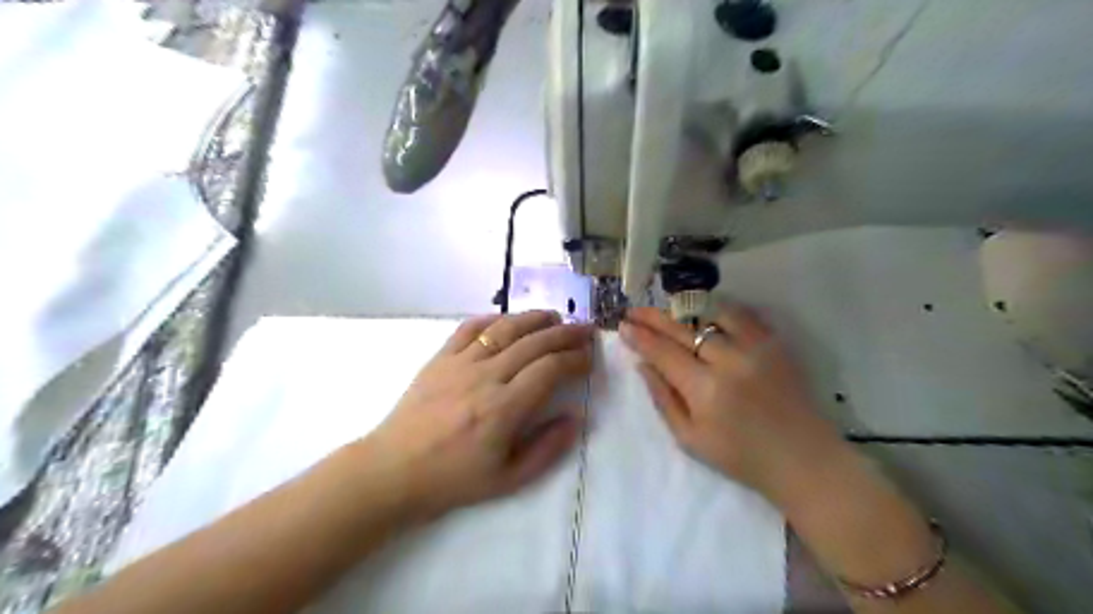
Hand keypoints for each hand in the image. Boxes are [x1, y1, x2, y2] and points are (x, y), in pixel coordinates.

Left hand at [362, 309, 594, 513]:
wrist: (394, 470)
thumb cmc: (453, 479)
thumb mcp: (508, 479)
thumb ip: (548, 448)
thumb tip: (576, 417)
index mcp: (503, 409)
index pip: (550, 370)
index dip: (575, 359)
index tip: (589, 358)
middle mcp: (485, 377)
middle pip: (533, 343)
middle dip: (565, 333)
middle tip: (586, 329)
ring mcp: (460, 363)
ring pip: (505, 329)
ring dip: (534, 318)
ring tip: (556, 316)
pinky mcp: (440, 358)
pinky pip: (470, 328)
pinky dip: (494, 319)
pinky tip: (509, 320)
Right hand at [619, 304, 838, 500]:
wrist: (803, 460)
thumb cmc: (740, 457)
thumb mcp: (690, 439)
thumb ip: (662, 399)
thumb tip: (642, 365)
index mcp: (705, 389)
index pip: (663, 352)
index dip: (640, 337)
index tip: (622, 326)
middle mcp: (729, 360)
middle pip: (682, 329)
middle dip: (653, 317)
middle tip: (633, 310)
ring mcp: (755, 347)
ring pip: (711, 313)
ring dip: (683, 310)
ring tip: (666, 310)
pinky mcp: (775, 343)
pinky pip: (742, 315)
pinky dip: (719, 309)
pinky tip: (704, 311)